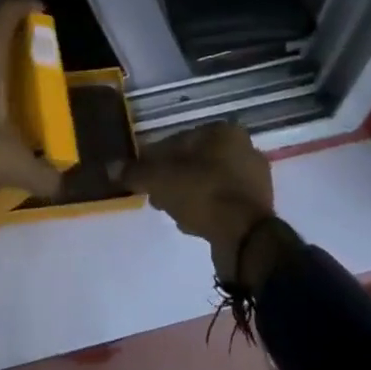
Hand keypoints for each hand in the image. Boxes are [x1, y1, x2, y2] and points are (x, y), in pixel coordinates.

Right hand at [121, 124, 281, 283]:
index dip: (157, 158)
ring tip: (172, 213)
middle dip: (174, 178)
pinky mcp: (259, 207)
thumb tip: (111, 167)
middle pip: (196, 161)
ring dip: (189, 195)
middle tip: (156, 197)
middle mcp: (244, 148)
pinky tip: (191, 224)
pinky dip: (207, 209)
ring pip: (209, 182)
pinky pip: (223, 202)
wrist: (245, 238)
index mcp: (223, 132)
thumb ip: (135, 172)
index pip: (180, 139)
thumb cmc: (202, 193)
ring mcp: (255, 179)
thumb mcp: (160, 180)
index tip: (144, 176)